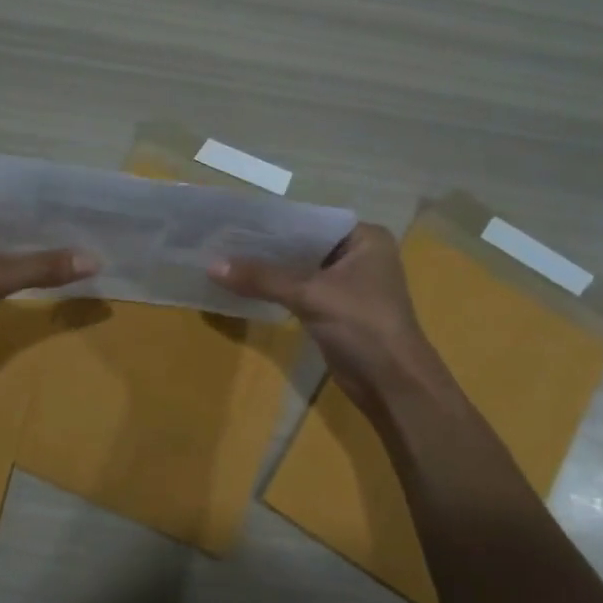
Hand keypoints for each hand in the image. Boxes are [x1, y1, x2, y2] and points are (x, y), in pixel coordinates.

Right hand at [211, 224, 451, 412]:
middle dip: (266, 245)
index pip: (312, 219)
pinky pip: (298, 290)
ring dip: (268, 268)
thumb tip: (211, 265)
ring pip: (298, 268)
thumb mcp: (310, 294)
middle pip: (303, 243)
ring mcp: (346, 284)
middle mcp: (357, 255)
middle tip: (223, 238)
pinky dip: (275, 288)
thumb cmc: (363, 326)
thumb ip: (262, 277)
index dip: (274, 220)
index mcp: (365, 238)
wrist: (391, 384)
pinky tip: (244, 285)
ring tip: (225, 258)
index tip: (236, 218)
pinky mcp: (333, 309)